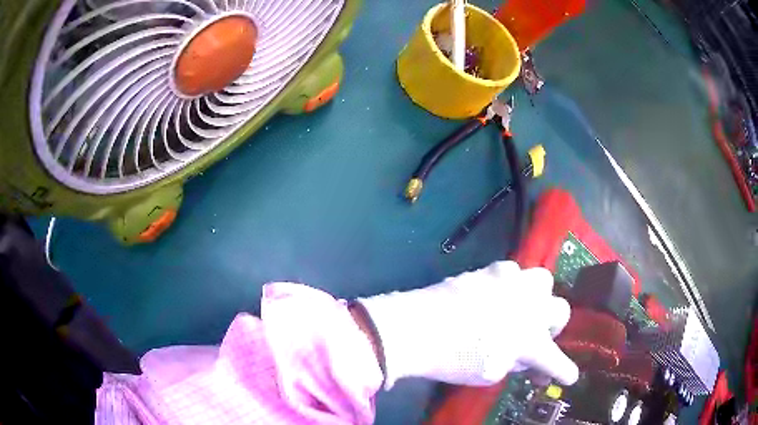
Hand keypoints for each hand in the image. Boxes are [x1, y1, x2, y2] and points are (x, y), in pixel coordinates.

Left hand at [358, 261, 578, 387]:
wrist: (417, 328)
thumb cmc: (452, 360)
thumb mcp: (489, 373)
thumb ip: (514, 360)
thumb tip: (523, 353)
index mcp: (530, 340)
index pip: (555, 360)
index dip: (564, 371)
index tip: (569, 377)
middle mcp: (529, 307)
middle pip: (561, 309)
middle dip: (553, 325)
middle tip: (536, 335)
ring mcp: (512, 283)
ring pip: (542, 281)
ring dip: (537, 298)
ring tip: (519, 309)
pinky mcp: (491, 269)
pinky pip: (513, 272)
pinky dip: (511, 285)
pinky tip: (496, 294)